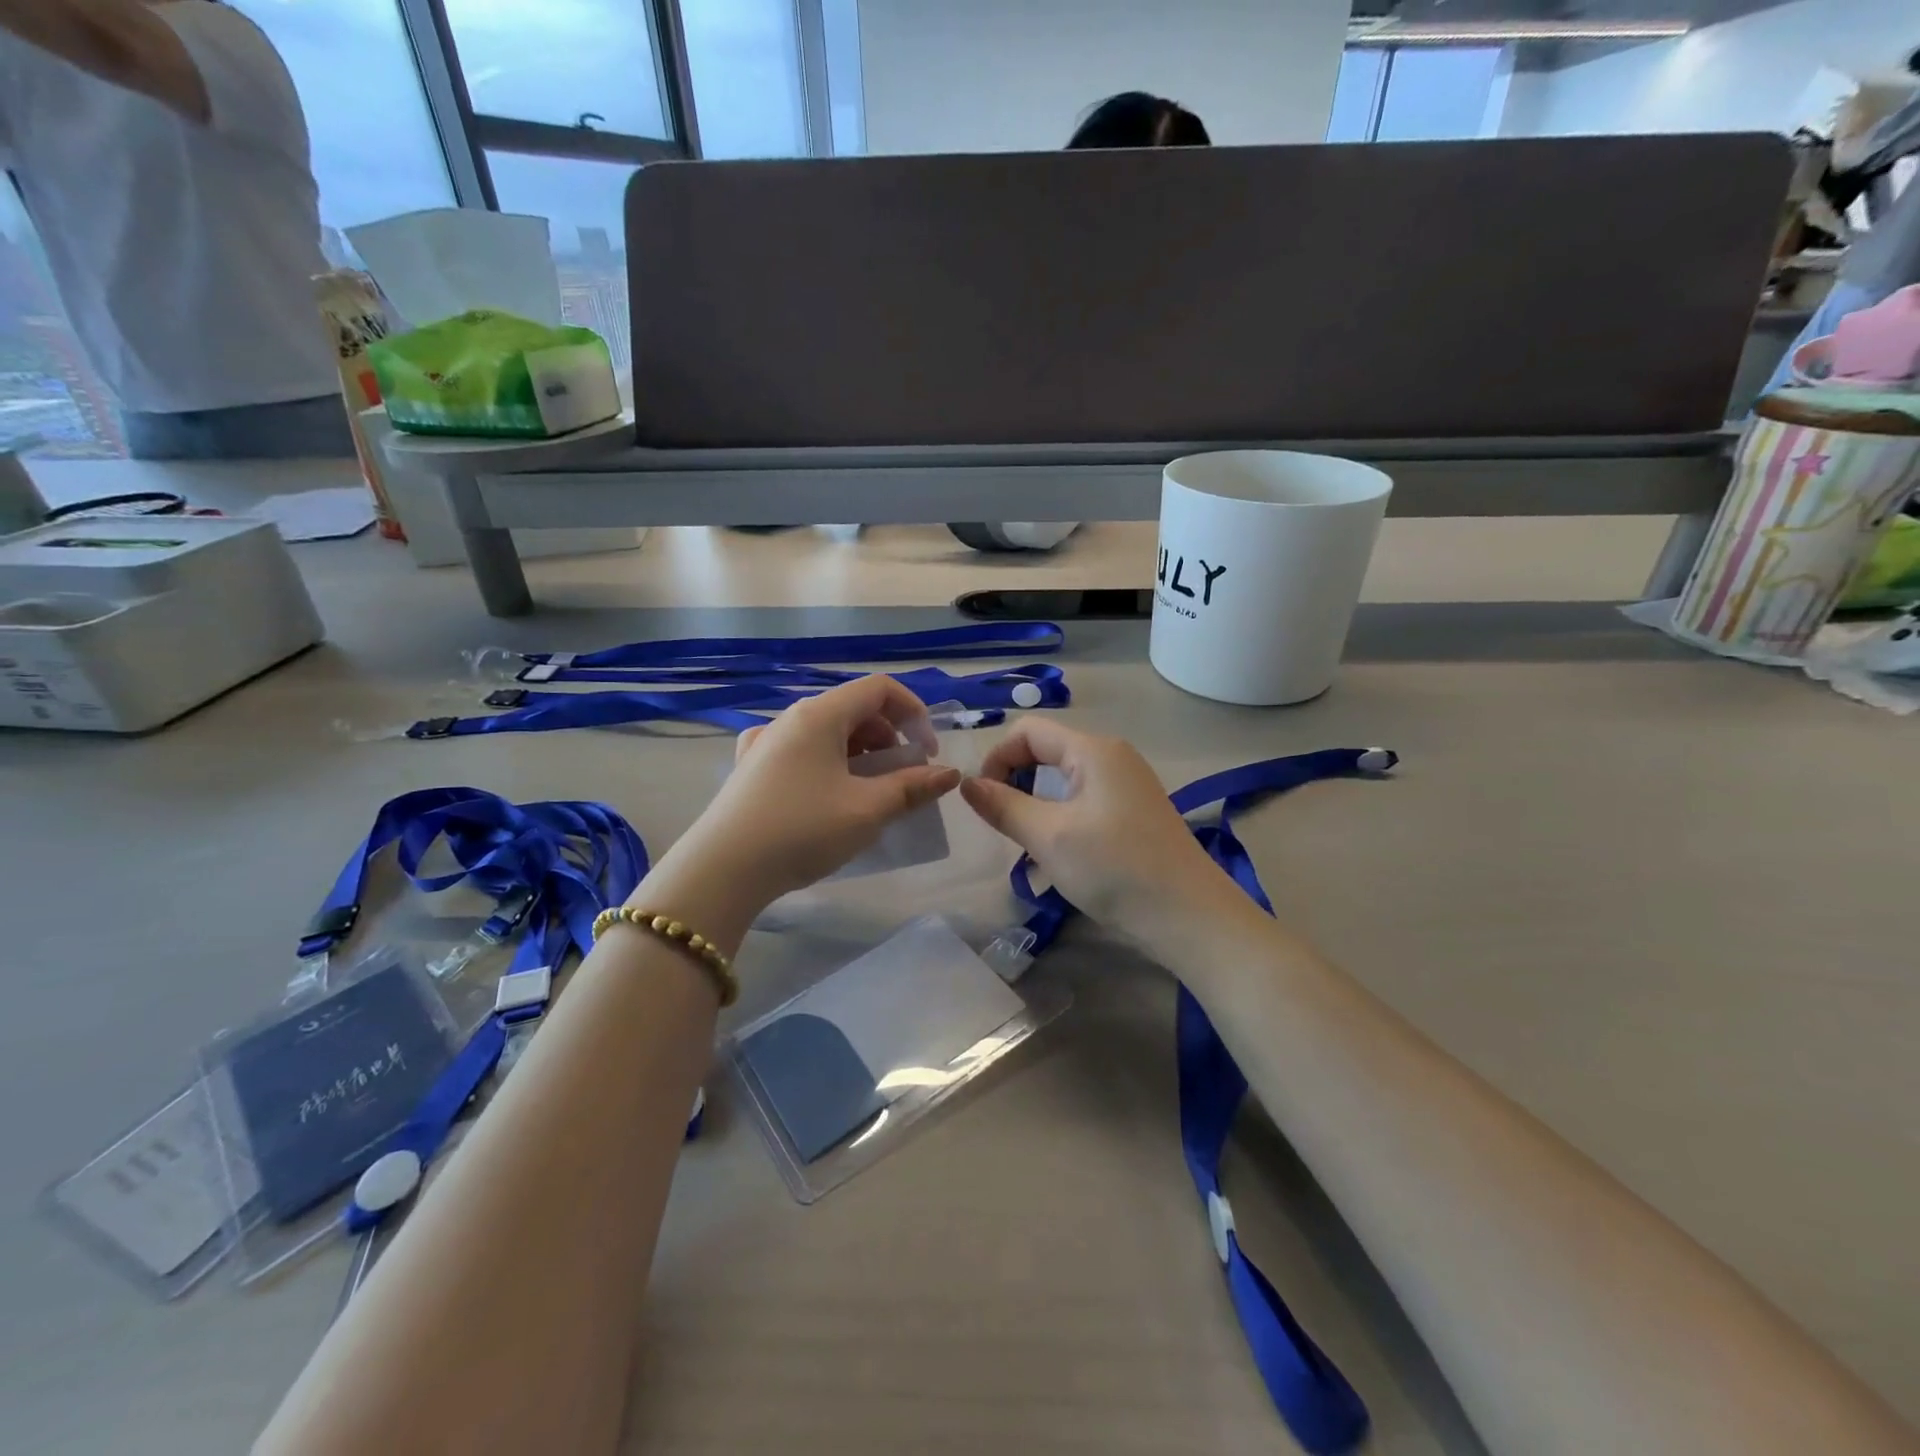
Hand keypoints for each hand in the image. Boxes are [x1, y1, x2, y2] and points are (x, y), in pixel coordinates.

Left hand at [655, 675, 961, 915]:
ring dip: (860, 753)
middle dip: (889, 737)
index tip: (928, 753)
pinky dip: (829, 764)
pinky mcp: (751, 769)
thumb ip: (912, 787)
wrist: (722, 871)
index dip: (914, 712)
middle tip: (903, 777)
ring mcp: (765, 742)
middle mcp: (790, 718)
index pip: (879, 688)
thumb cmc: (802, 830)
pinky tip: (828, 796)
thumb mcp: (867, 810)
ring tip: (870, 792)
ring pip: (827, 732)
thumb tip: (948, 774)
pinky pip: (802, 752)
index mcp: (819, 714)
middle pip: (853, 709)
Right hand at [960, 719, 1237, 945]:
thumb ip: (1003, 806)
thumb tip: (967, 783)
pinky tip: (1061, 853)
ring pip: (1064, 779)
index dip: (997, 758)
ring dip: (1037, 803)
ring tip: (1030, 843)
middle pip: (1047, 751)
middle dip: (1016, 781)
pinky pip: (1085, 799)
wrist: (1190, 917)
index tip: (983, 800)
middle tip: (1005, 825)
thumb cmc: (1115, 869)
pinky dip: (1061, 816)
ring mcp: (1128, 784)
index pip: (1028, 731)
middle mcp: (1113, 756)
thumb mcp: (1049, 837)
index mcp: (1093, 750)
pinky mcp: (1135, 811)